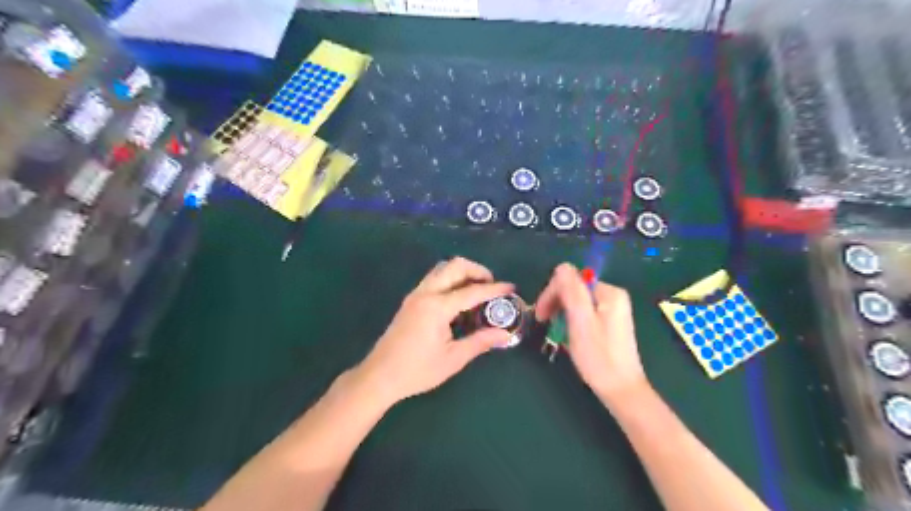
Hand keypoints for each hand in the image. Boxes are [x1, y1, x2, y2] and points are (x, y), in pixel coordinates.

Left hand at [354, 258, 510, 404]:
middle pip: (454, 266)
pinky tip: (458, 300)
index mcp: (437, 307)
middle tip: (491, 285)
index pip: (472, 291)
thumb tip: (505, 334)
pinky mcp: (410, 300)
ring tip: (477, 290)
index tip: (511, 288)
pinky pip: (434, 279)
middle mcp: (425, 293)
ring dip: (462, 272)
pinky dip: (450, 280)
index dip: (494, 289)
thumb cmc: (417, 371)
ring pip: (442, 269)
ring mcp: (415, 295)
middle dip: (477, 270)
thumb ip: (480, 341)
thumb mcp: (453, 358)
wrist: (380, 376)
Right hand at [534, 264, 647, 406]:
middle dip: (556, 303)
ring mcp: (612, 309)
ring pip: (576, 301)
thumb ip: (572, 291)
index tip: (540, 315)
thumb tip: (561, 267)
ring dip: (562, 313)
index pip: (570, 278)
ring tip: (557, 333)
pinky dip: (571, 321)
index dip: (552, 293)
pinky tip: (569, 335)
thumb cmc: (599, 357)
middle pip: (574, 288)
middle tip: (545, 323)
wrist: (621, 390)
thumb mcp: (581, 321)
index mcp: (608, 292)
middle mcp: (612, 296)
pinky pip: (583, 313)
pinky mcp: (609, 322)